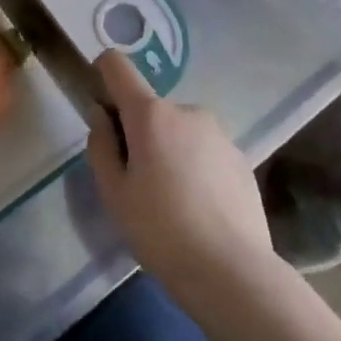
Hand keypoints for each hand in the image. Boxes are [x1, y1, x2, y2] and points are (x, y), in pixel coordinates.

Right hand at [85, 51, 275, 298]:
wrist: (234, 273)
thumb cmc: (161, 231)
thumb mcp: (114, 193)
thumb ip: (101, 145)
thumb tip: (101, 114)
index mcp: (150, 114)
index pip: (118, 66)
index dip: (102, 73)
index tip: (100, 105)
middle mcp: (187, 111)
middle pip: (150, 108)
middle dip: (139, 132)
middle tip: (137, 181)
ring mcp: (219, 134)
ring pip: (180, 131)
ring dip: (169, 150)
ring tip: (172, 202)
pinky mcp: (241, 159)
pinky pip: (205, 152)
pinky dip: (195, 168)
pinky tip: (199, 211)